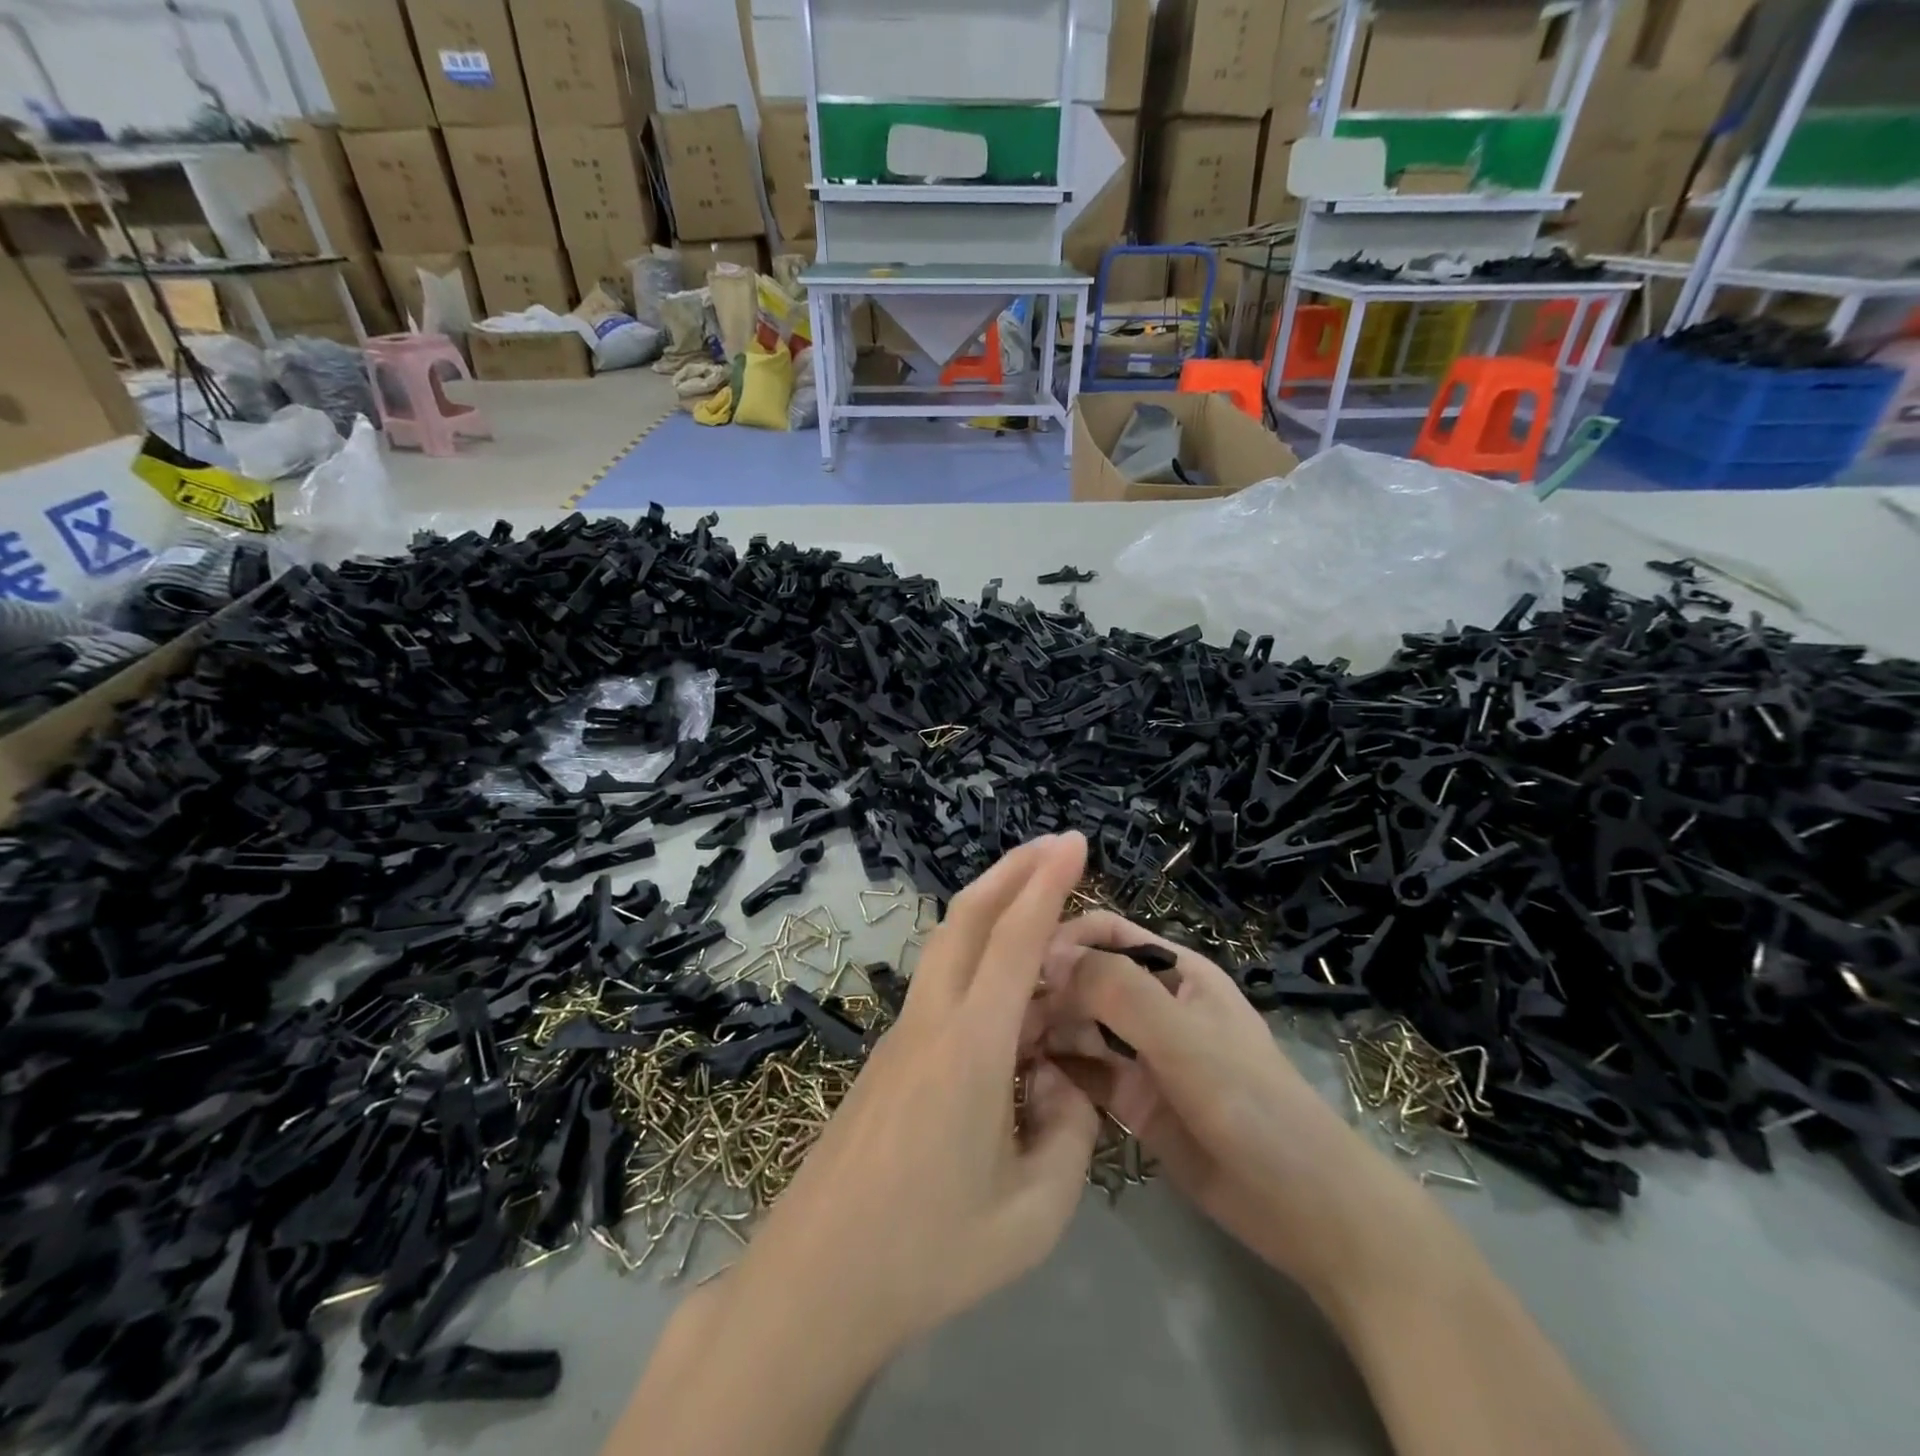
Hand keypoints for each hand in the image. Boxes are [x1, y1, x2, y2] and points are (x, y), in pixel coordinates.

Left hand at [726, 832, 1102, 1368]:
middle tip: (1054, 846)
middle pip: (966, 918)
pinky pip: (940, 985)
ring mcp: (901, 1036)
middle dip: (1011, 870)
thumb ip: (1070, 1134)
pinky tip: (1007, 993)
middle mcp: (931, 1022)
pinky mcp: (888, 1058)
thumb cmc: (929, 1253)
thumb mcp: (1033, 1213)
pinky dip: (977, 957)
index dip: (1047, 883)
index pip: (1014, 940)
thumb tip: (1061, 1081)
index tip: (1074, 842)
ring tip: (1034, 901)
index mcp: (971, 1048)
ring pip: (947, 945)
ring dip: (989, 908)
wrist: (815, 1282)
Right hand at [1035, 910, 1414, 1300]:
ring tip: (1005, 1049)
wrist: (1307, 1211)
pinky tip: (1025, 1080)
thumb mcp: (1186, 1040)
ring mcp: (1141, 1055)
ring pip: (1078, 1026)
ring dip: (1045, 1030)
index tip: (1021, 967)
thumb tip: (1048, 955)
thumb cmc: (1253, 1105)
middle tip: (1004, 1020)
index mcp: (1173, 970)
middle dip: (1046, 990)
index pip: (1104, 933)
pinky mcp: (1132, 1101)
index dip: (1063, 940)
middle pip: (1084, 979)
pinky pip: (1084, 1073)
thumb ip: (1120, 993)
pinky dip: (1057, 1071)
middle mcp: (1152, 1004)